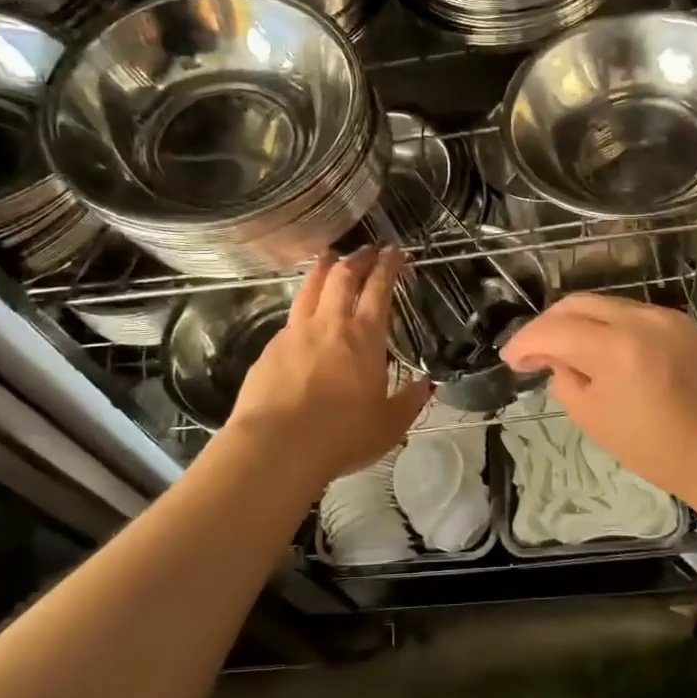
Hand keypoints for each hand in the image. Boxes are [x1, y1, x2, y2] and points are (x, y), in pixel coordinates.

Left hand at [224, 248, 431, 486]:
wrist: (277, 447)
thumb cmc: (342, 435)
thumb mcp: (390, 425)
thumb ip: (410, 401)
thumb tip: (427, 384)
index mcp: (365, 337)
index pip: (379, 290)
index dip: (388, 267)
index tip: (394, 252)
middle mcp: (330, 325)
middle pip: (343, 278)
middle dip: (358, 259)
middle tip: (367, 250)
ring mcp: (295, 333)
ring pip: (310, 288)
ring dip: (323, 269)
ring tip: (329, 257)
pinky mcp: (269, 350)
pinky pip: (289, 318)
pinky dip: (302, 305)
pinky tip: (303, 314)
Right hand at [500, 294, 696, 505]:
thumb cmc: (658, 450)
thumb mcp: (596, 420)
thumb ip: (567, 379)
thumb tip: (556, 358)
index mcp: (617, 349)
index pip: (554, 330)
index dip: (525, 342)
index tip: (510, 359)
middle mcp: (641, 320)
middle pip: (578, 303)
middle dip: (548, 324)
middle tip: (532, 352)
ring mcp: (666, 317)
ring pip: (605, 304)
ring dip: (577, 322)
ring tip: (564, 351)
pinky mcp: (683, 323)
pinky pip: (632, 314)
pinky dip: (607, 326)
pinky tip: (602, 349)